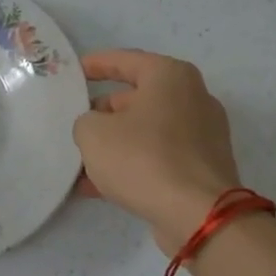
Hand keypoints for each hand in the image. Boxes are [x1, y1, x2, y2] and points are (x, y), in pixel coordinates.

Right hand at [72, 50, 242, 255]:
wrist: (198, 215)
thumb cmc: (143, 158)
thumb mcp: (93, 132)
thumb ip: (86, 121)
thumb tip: (97, 128)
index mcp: (170, 77)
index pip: (125, 60)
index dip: (95, 64)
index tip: (73, 71)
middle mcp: (192, 98)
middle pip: (136, 99)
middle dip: (102, 112)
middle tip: (74, 123)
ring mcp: (202, 135)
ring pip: (145, 132)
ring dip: (114, 144)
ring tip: (79, 161)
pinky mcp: (201, 167)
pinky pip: (157, 157)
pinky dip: (130, 165)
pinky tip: (97, 187)